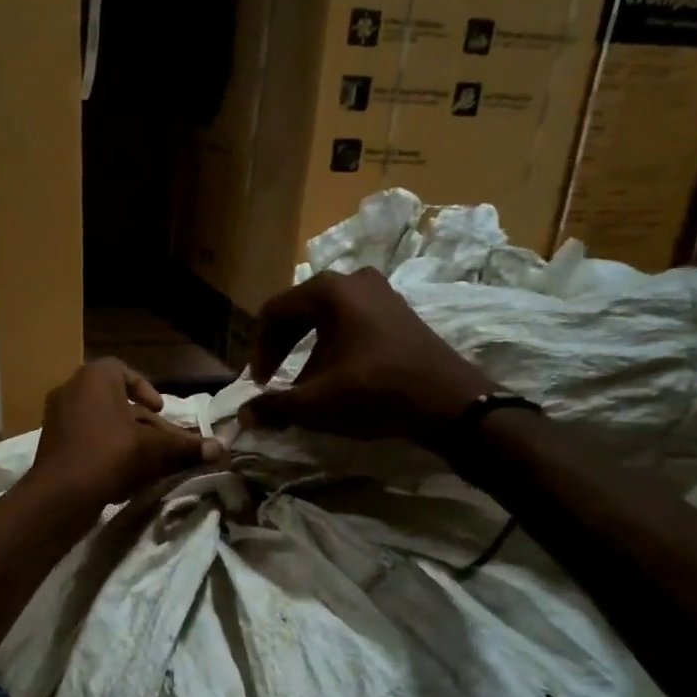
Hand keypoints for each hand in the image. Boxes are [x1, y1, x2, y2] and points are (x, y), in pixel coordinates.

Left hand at [26, 359, 222, 515]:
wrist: (60, 495)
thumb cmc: (110, 455)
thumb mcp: (155, 449)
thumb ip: (186, 446)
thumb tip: (222, 448)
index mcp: (94, 377)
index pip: (123, 371)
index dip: (145, 389)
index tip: (160, 410)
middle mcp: (71, 389)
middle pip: (116, 401)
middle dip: (142, 422)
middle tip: (162, 442)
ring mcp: (57, 417)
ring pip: (101, 422)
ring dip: (126, 438)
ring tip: (147, 461)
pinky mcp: (51, 444)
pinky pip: (85, 439)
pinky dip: (105, 450)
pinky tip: (122, 474)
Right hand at [241, 267, 502, 447]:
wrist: (451, 403)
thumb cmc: (376, 392)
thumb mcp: (317, 402)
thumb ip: (274, 405)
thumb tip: (245, 415)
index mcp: (329, 290)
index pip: (274, 311)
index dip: (258, 349)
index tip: (257, 383)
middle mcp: (354, 280)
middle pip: (299, 311)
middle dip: (280, 348)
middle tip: (271, 381)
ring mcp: (381, 292)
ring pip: (325, 318)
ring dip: (306, 350)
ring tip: (302, 385)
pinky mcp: (398, 311)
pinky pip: (351, 322)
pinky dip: (332, 346)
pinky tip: (335, 376)